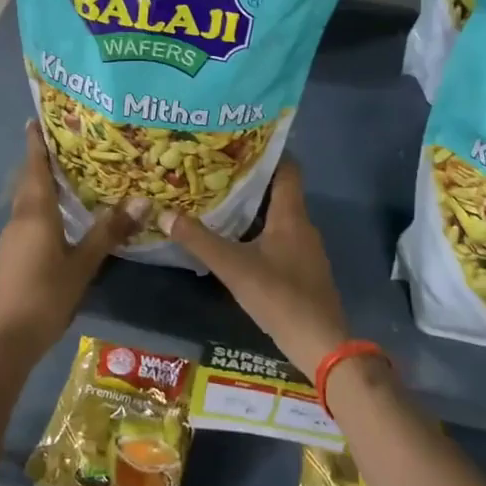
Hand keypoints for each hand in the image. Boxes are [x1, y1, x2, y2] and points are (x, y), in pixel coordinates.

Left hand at [0, 122, 143, 363]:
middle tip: (68, 143)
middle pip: (30, 181)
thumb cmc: (45, 295)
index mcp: (35, 213)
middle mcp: (20, 218)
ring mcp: (13, 238)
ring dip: (44, 185)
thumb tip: (143, 200)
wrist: (6, 337)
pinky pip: (30, 219)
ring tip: (70, 174)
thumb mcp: (83, 263)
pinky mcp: (13, 255)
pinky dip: (44, 207)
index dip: (36, 143)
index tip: (36, 120)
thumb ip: (109, 231)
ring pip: (29, 201)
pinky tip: (63, 217)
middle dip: (43, 160)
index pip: (35, 167)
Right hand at [158, 158, 347, 376]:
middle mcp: (303, 226)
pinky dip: (258, 233)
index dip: (266, 152)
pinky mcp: (303, 270)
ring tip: (218, 201)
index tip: (237, 142)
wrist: (320, 343)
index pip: (287, 168)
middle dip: (249, 181)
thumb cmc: (280, 296)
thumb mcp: (234, 267)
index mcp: (291, 215)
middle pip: (279, 192)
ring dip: (252, 208)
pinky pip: (279, 239)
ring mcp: (305, 250)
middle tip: (215, 172)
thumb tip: (165, 215)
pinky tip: (236, 241)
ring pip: (278, 217)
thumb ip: (199, 241)